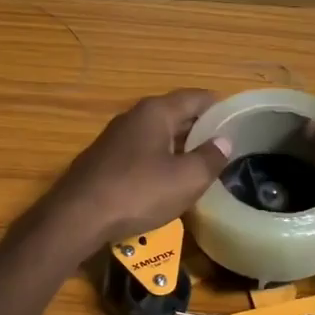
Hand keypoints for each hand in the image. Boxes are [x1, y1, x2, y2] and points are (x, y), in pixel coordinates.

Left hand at [46, 89, 234, 244]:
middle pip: (174, 114)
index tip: (236, 119)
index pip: (195, 98)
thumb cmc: (138, 191)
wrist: (78, 216)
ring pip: (155, 135)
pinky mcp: (102, 162)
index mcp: (156, 112)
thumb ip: (210, 158)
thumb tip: (224, 141)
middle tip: (224, 144)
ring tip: (200, 163)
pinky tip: (165, 180)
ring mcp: (114, 139)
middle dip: (199, 127)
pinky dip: (158, 160)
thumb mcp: (186, 178)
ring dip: (178, 145)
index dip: (218, 106)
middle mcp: (133, 117)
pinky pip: (140, 154)